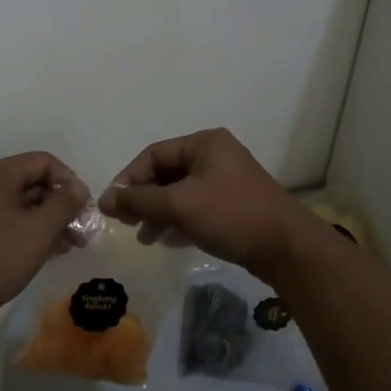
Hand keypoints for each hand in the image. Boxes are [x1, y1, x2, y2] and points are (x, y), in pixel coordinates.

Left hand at [0, 152, 86, 328]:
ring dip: (45, 221)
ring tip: (65, 248)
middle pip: (31, 181)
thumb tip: (79, 187)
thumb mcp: (38, 231)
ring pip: (19, 204)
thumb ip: (64, 204)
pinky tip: (40, 253)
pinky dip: (25, 231)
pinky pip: (4, 219)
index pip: (44, 161)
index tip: (83, 211)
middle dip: (59, 205)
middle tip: (79, 234)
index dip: (69, 181)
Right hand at [98, 128, 307, 279]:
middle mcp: (215, 155)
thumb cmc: (230, 215)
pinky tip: (167, 241)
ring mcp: (227, 180)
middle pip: (167, 172)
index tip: (112, 206)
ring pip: (181, 192)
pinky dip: (179, 220)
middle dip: (144, 198)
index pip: (154, 154)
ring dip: (159, 212)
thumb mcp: (179, 205)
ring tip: (144, 238)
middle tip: (125, 223)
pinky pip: (196, 207)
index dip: (129, 178)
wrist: (286, 248)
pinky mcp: (234, 205)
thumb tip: (105, 199)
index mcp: (204, 143)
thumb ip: (139, 200)